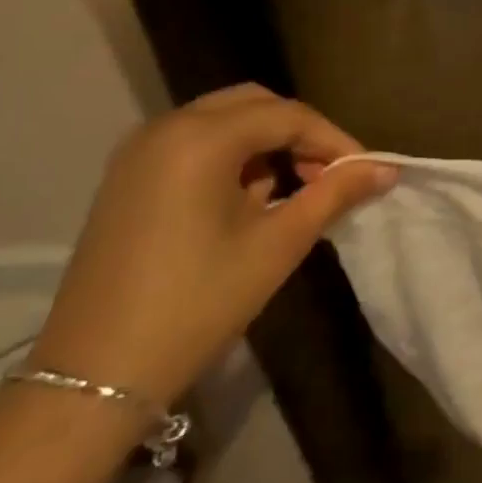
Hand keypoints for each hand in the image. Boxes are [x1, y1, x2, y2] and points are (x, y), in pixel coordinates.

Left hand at [26, 85, 394, 407]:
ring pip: (223, 120)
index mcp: (201, 138)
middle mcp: (166, 127)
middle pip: (254, 105)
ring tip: (290, 191)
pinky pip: (193, 143)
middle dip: (298, 133)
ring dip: (265, 143)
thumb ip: (334, 195)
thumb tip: (387, 169)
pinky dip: (230, 156)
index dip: (333, 140)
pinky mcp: (126, 177)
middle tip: (327, 176)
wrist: (94, 378)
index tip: (363, 172)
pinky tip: (245, 201)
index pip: (288, 116)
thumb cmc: (197, 304)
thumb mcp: (277, 245)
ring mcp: (139, 151)